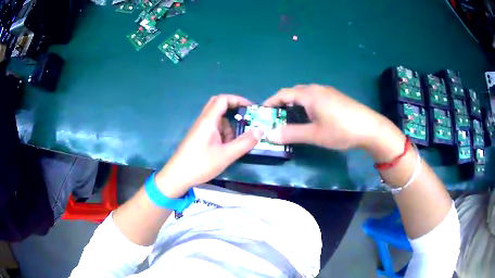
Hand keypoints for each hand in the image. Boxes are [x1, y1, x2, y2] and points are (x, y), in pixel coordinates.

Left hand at [155, 95, 262, 197]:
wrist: (177, 176)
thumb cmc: (200, 164)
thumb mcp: (226, 155)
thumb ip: (244, 143)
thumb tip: (260, 130)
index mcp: (208, 120)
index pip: (223, 99)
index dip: (238, 100)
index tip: (251, 109)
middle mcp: (203, 121)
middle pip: (219, 106)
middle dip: (234, 110)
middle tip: (246, 120)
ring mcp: (200, 129)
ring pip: (217, 119)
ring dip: (229, 125)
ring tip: (237, 141)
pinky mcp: (198, 137)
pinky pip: (213, 128)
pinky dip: (223, 133)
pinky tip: (227, 148)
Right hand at [263, 84, 389, 150]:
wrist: (370, 128)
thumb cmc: (341, 130)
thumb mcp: (314, 134)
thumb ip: (291, 133)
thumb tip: (269, 134)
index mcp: (309, 94)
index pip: (283, 94)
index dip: (270, 102)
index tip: (262, 112)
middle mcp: (317, 89)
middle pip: (294, 92)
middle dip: (282, 103)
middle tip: (275, 117)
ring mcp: (328, 92)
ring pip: (305, 94)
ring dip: (294, 103)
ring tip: (290, 117)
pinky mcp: (336, 97)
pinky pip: (315, 97)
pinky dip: (306, 104)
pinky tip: (310, 116)